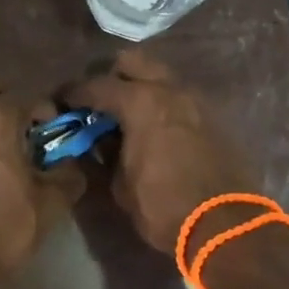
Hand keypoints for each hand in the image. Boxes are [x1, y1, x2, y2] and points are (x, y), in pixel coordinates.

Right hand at [71, 50, 259, 253]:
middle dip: (112, 76)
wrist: (227, 226)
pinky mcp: (214, 117)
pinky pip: (180, 99)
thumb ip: (104, 156)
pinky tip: (155, 130)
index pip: (97, 86)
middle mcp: (169, 90)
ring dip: (142, 89)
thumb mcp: (121, 186)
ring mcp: (196, 100)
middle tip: (99, 102)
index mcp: (141, 102)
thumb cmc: (164, 207)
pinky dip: (163, 105)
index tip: (61, 102)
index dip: (74, 93)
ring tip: (127, 116)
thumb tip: (96, 143)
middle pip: (133, 62)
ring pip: (161, 77)